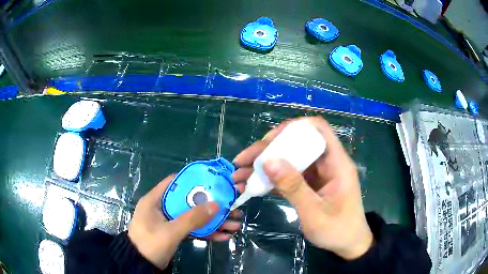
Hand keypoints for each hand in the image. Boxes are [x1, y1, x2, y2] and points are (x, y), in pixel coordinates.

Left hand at [128, 174, 241, 268]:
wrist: (141, 264)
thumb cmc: (150, 243)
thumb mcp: (171, 231)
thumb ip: (192, 218)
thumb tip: (217, 204)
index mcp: (155, 199)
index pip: (175, 182)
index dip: (195, 180)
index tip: (215, 182)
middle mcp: (163, 207)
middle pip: (190, 202)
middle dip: (211, 206)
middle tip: (232, 207)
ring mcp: (170, 221)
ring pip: (194, 217)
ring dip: (213, 222)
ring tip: (235, 225)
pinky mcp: (175, 233)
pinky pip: (192, 229)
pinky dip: (206, 233)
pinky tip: (223, 237)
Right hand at [232, 117, 372, 259]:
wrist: (348, 244)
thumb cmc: (338, 230)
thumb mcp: (315, 213)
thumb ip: (294, 187)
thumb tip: (268, 161)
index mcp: (336, 162)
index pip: (318, 129)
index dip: (294, 127)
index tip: (269, 140)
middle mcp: (326, 163)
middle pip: (296, 144)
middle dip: (267, 150)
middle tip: (242, 161)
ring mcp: (317, 174)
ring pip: (289, 160)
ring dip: (264, 165)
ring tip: (239, 175)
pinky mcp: (310, 185)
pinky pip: (288, 175)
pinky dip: (270, 179)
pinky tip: (251, 185)